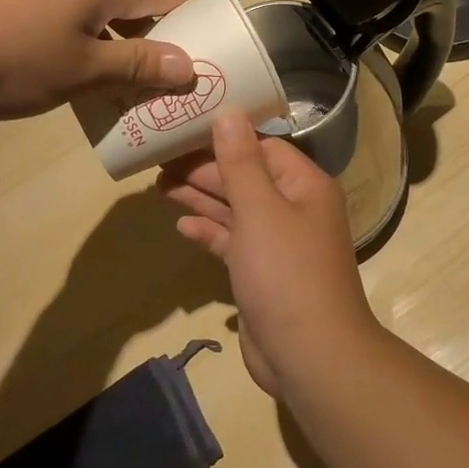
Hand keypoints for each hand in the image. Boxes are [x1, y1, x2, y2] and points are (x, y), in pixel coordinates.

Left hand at [0, 0, 191, 119]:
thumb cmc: (10, 58)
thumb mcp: (82, 70)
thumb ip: (137, 65)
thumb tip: (190, 65)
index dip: (190, 24)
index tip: (208, 56)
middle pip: (129, 7)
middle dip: (152, 43)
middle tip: (166, 84)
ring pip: (93, 17)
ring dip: (114, 48)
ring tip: (122, 89)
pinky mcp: (5, 1)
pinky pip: (62, 22)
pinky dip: (80, 47)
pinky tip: (69, 77)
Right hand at [158, 110, 383, 394]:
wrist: (310, 355)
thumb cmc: (286, 272)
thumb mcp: (260, 209)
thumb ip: (240, 162)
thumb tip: (229, 112)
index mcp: (304, 186)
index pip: (262, 147)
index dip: (224, 137)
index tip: (183, 130)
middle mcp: (295, 209)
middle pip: (246, 177)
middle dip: (205, 170)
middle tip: (159, 160)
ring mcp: (279, 244)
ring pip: (236, 210)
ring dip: (201, 198)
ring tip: (159, 185)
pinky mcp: (262, 274)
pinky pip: (233, 243)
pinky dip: (210, 232)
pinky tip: (182, 226)